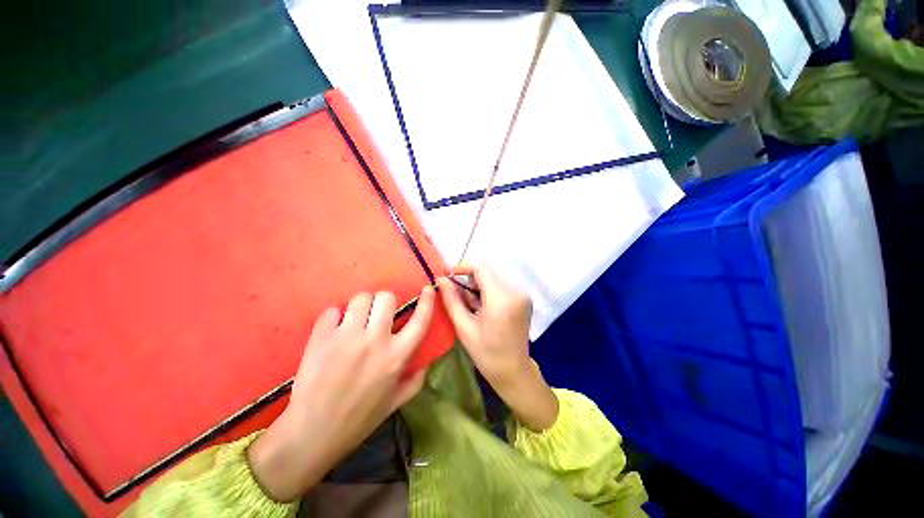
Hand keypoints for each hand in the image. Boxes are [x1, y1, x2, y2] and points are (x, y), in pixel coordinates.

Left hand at [248, 288, 434, 501]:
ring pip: (360, 299)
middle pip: (386, 298)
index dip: (426, 302)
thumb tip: (426, 362)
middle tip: (377, 314)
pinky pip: (332, 311)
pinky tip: (333, 330)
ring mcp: (347, 337)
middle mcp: (375, 341)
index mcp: (396, 357)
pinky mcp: (321, 338)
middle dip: (384, 302)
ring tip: (356, 319)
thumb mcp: (394, 403)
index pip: (420, 320)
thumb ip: (415, 381)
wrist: (312, 433)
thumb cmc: (358, 420)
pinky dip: (335, 316)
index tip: (427, 290)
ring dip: (361, 306)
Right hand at [436, 265, 557, 431]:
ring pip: (494, 278)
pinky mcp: (524, 298)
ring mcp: (522, 294)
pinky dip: (489, 292)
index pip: (481, 268)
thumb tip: (441, 279)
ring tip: (471, 307)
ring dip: (479, 287)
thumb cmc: (486, 353)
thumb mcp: (464, 327)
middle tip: (459, 297)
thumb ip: (452, 300)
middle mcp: (516, 291)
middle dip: (470, 280)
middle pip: (488, 273)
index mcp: (501, 299)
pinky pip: (502, 286)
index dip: (463, 267)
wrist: (513, 371)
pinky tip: (483, 308)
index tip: (450, 276)